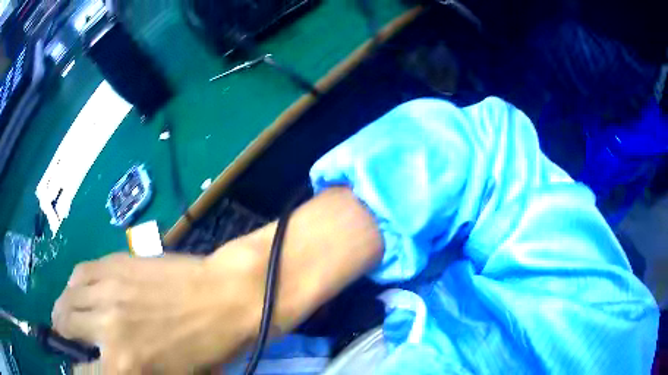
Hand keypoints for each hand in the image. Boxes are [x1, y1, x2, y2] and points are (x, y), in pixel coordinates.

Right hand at [52, 250, 264, 373]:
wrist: (225, 298)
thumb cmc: (207, 348)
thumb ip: (133, 373)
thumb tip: (109, 367)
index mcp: (125, 366)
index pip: (84, 373)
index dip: (78, 371)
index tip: (78, 367)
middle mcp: (106, 328)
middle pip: (65, 325)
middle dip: (64, 333)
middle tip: (68, 335)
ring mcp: (106, 290)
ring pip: (66, 297)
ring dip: (63, 307)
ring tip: (67, 312)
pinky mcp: (112, 263)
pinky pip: (79, 272)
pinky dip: (75, 284)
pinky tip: (81, 289)